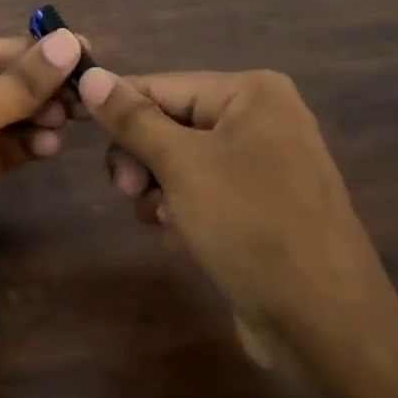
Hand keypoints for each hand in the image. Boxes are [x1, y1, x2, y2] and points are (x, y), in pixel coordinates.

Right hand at [76, 67, 397, 367]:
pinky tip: (183, 238)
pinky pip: (203, 192)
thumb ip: (133, 119)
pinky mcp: (260, 207)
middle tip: (127, 189)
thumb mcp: (182, 165)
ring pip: (180, 162)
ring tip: (164, 222)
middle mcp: (261, 119)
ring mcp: (264, 165)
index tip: (73, 129)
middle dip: (142, 158)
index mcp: (252, 93)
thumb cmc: (250, 226)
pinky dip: (183, 211)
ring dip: (159, 190)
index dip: (117, 109)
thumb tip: (91, 76)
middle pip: (170, 123)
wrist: (323, 322)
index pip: (161, 85)